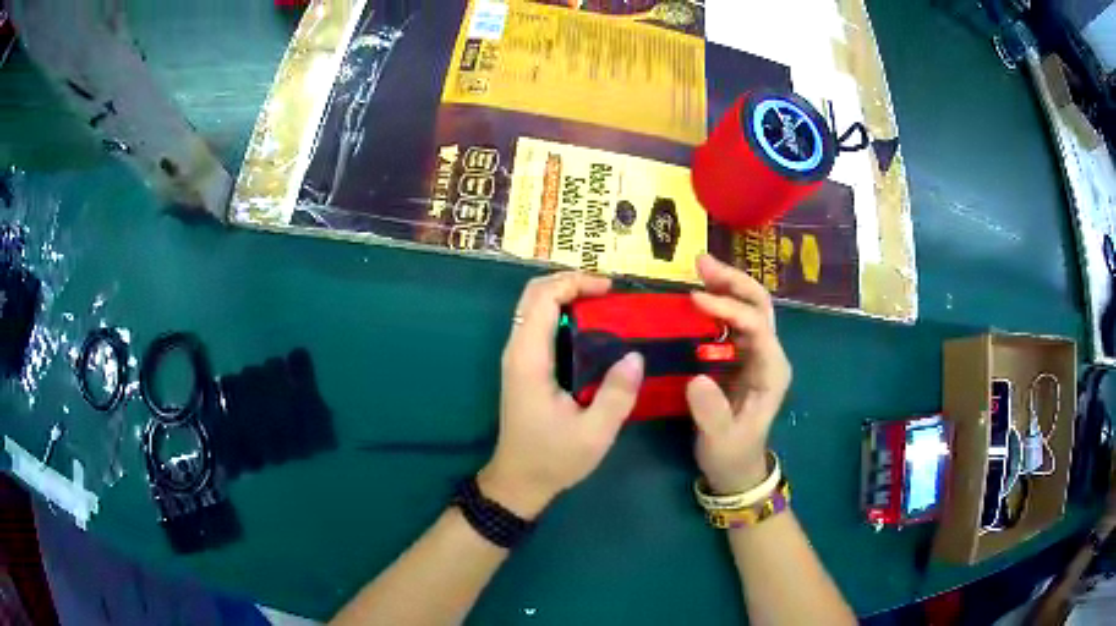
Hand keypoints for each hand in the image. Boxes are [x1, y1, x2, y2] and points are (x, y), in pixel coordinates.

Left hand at [480, 273, 644, 518]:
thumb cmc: (553, 458)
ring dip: (566, 295)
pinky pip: (539, 324)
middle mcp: (517, 350)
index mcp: (529, 360)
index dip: (575, 283)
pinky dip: (562, 313)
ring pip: (535, 307)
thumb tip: (636, 356)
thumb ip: (616, 395)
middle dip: (570, 281)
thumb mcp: (594, 433)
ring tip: (605, 303)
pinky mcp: (523, 366)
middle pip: (534, 294)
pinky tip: (591, 327)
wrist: (518, 480)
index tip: (610, 289)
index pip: (543, 299)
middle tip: (609, 291)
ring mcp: (517, 358)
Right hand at [686, 254, 791, 493]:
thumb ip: (711, 412)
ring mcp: (754, 354)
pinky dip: (716, 303)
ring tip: (697, 269)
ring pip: (747, 308)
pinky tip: (695, 295)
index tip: (695, 299)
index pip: (756, 326)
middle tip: (699, 263)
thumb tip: (697, 377)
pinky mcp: (738, 358)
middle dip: (733, 281)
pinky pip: (731, 322)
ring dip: (725, 285)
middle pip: (759, 305)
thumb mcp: (720, 439)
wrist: (736, 469)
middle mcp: (767, 355)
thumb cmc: (732, 455)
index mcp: (771, 370)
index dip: (728, 309)